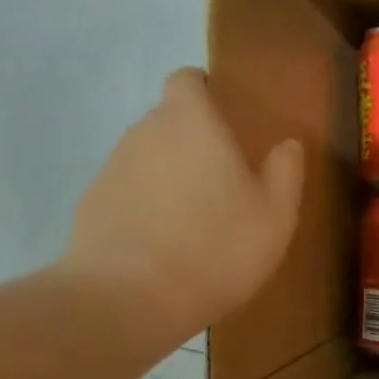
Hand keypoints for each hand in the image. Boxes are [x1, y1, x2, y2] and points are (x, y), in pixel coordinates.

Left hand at [62, 68, 303, 343]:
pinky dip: (147, 205)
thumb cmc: (216, 246)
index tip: (227, 115)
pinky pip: (129, 191)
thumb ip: (285, 170)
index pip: (187, 79)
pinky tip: (166, 244)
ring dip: (171, 174)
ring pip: (149, 156)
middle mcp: (146, 133)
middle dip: (194, 138)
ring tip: (197, 217)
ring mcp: (112, 168)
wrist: (127, 299)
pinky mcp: (91, 205)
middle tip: (226, 177)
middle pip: (168, 119)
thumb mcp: (276, 213)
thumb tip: (287, 144)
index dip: (204, 90)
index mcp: (192, 122)